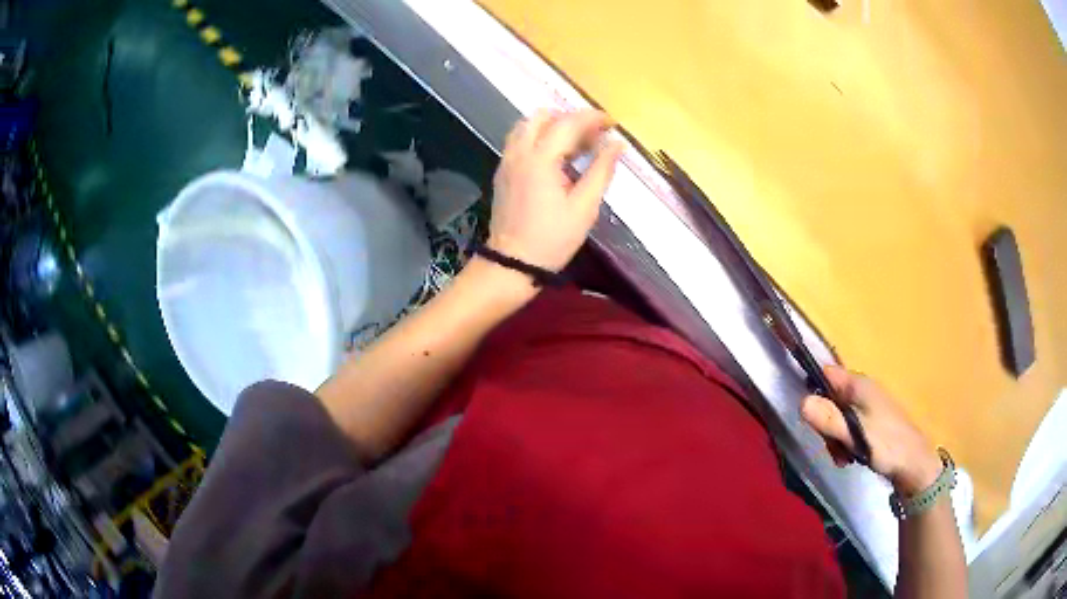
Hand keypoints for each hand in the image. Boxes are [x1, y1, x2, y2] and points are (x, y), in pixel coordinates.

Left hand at [488, 109, 624, 271]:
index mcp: (541, 158)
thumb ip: (601, 171)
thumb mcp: (584, 207)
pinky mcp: (503, 171)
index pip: (568, 123)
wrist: (511, 263)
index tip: (612, 123)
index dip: (592, 118)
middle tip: (593, 136)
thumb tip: (617, 144)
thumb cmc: (552, 238)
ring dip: (553, 126)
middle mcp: (520, 152)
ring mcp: (507, 160)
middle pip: (544, 116)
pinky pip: (520, 141)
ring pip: (528, 126)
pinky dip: (540, 138)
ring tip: (576, 146)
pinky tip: (556, 160)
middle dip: (571, 119)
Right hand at [801, 366, 942, 495]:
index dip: (812, 388)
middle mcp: (862, 390)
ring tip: (843, 457)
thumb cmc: (887, 445)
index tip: (807, 415)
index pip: (826, 374)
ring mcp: (867, 406)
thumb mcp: (855, 434)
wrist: (913, 464)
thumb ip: (829, 419)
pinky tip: (850, 458)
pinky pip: (847, 428)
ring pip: (837, 417)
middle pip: (829, 399)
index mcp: (859, 385)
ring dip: (834, 438)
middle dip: (824, 424)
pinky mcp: (870, 422)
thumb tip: (801, 402)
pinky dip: (844, 442)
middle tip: (832, 446)